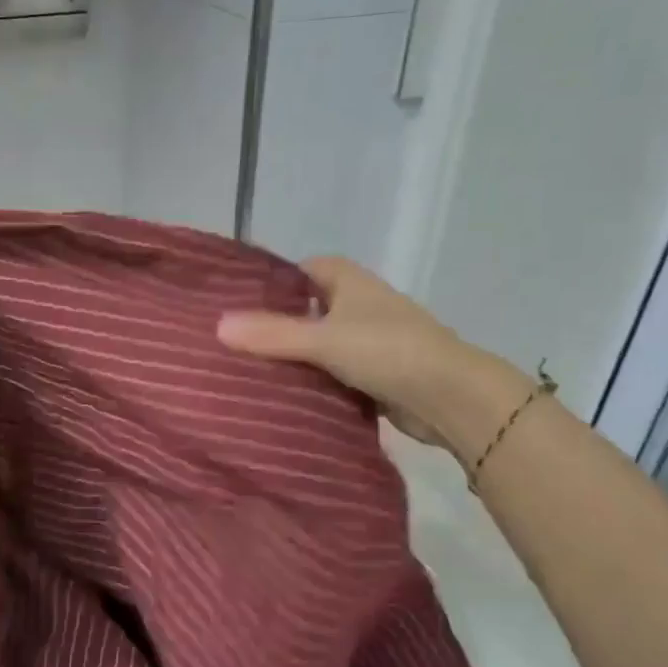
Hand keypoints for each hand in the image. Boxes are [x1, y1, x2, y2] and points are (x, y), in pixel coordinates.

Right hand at [217, 256, 528, 460]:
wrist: (450, 396)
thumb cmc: (386, 351)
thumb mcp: (323, 340)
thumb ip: (272, 334)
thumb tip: (218, 326)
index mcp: (350, 282)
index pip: (303, 270)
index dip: (274, 283)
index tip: (240, 303)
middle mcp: (361, 305)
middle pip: (310, 309)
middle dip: (280, 324)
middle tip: (238, 341)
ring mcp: (372, 341)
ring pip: (322, 344)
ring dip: (298, 357)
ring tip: (251, 371)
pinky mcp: (377, 375)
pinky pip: (335, 373)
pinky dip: (317, 382)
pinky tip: (288, 396)